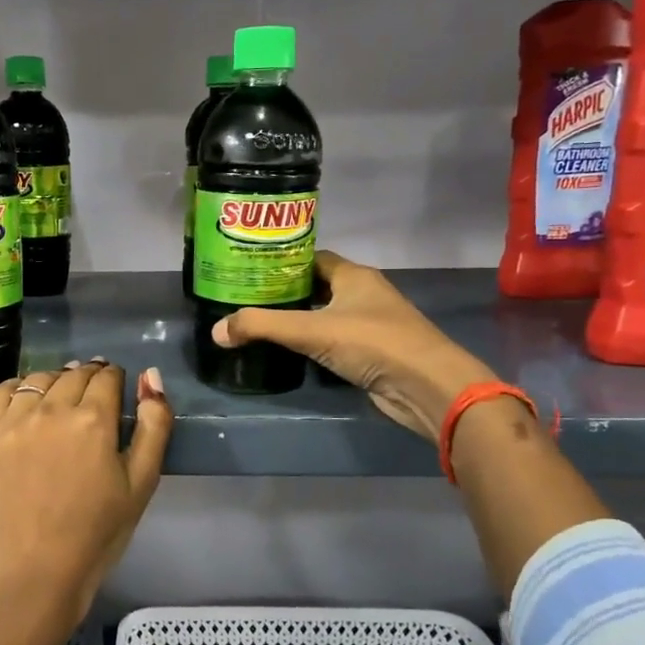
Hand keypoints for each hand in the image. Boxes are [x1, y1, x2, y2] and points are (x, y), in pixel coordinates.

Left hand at [0, 360, 172, 624]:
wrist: (39, 571)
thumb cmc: (98, 531)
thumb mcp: (142, 482)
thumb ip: (154, 425)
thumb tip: (150, 376)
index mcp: (93, 420)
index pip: (107, 377)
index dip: (115, 379)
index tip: (116, 389)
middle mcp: (51, 410)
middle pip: (74, 374)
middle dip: (89, 377)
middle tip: (93, 395)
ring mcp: (13, 422)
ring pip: (38, 379)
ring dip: (56, 381)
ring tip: (61, 398)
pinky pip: (0, 392)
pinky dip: (17, 388)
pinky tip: (26, 401)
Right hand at [211, 250, 498, 441]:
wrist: (427, 387)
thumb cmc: (374, 344)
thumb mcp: (312, 331)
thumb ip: (263, 327)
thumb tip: (216, 330)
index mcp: (353, 275)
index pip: (311, 258)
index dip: (281, 262)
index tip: (250, 270)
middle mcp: (363, 293)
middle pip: (316, 286)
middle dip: (284, 292)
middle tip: (246, 299)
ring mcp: (370, 324)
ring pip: (325, 314)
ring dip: (298, 319)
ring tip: (258, 323)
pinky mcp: (371, 353)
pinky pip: (334, 340)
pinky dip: (312, 343)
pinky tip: (288, 351)